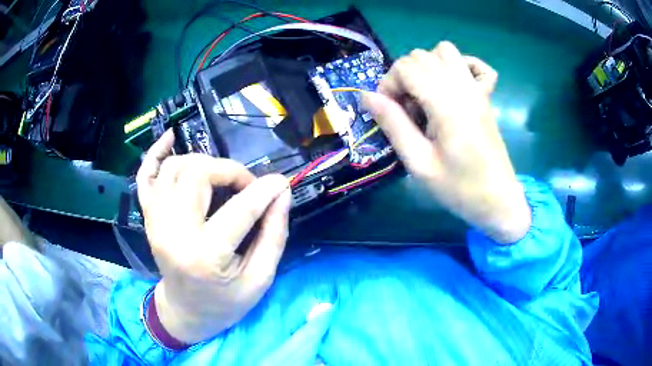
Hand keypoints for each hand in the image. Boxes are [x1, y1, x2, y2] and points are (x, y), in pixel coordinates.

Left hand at [136, 131, 291, 342]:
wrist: (186, 312)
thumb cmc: (225, 303)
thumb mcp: (259, 279)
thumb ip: (273, 235)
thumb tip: (281, 194)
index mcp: (204, 256)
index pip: (239, 209)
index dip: (265, 190)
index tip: (281, 183)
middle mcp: (173, 232)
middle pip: (198, 174)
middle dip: (230, 171)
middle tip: (246, 187)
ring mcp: (155, 221)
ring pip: (175, 167)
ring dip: (203, 163)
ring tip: (220, 178)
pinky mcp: (148, 217)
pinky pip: (145, 174)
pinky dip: (155, 153)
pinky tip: (170, 137)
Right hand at [363, 42, 530, 243]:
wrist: (498, 200)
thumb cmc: (459, 188)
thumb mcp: (419, 163)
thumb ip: (393, 124)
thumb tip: (367, 96)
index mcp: (446, 104)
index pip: (406, 66)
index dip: (388, 84)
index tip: (389, 112)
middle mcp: (462, 87)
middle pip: (421, 56)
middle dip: (404, 77)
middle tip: (406, 111)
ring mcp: (477, 89)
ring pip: (445, 51)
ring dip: (427, 67)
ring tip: (425, 96)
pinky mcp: (486, 96)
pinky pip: (474, 65)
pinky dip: (459, 66)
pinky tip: (452, 86)